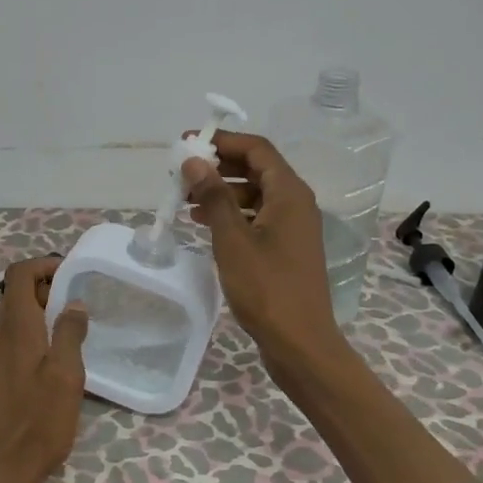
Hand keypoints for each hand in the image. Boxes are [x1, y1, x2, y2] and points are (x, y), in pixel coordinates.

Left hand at [0, 256, 89, 482]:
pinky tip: (53, 360)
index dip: (45, 265)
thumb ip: (69, 333)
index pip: (19, 274)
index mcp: (14, 327)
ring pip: (13, 318)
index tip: (74, 274)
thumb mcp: (65, 376)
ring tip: (72, 330)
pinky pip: (10, 341)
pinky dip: (31, 336)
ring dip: (40, 314)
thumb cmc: (37, 423)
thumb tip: (73, 303)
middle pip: (16, 294)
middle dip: (47, 289)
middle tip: (80, 303)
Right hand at [182, 132, 345, 377]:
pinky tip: (204, 224)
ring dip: (222, 192)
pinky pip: (257, 218)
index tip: (188, 143)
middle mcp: (296, 203)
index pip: (257, 149)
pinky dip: (231, 215)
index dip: (222, 140)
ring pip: (254, 195)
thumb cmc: (266, 288)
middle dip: (219, 167)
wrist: (299, 342)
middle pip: (256, 169)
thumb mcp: (233, 239)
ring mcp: (293, 227)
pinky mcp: (286, 249)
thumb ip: (214, 196)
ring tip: (186, 200)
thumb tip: (195, 160)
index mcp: (289, 193)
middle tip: (182, 174)